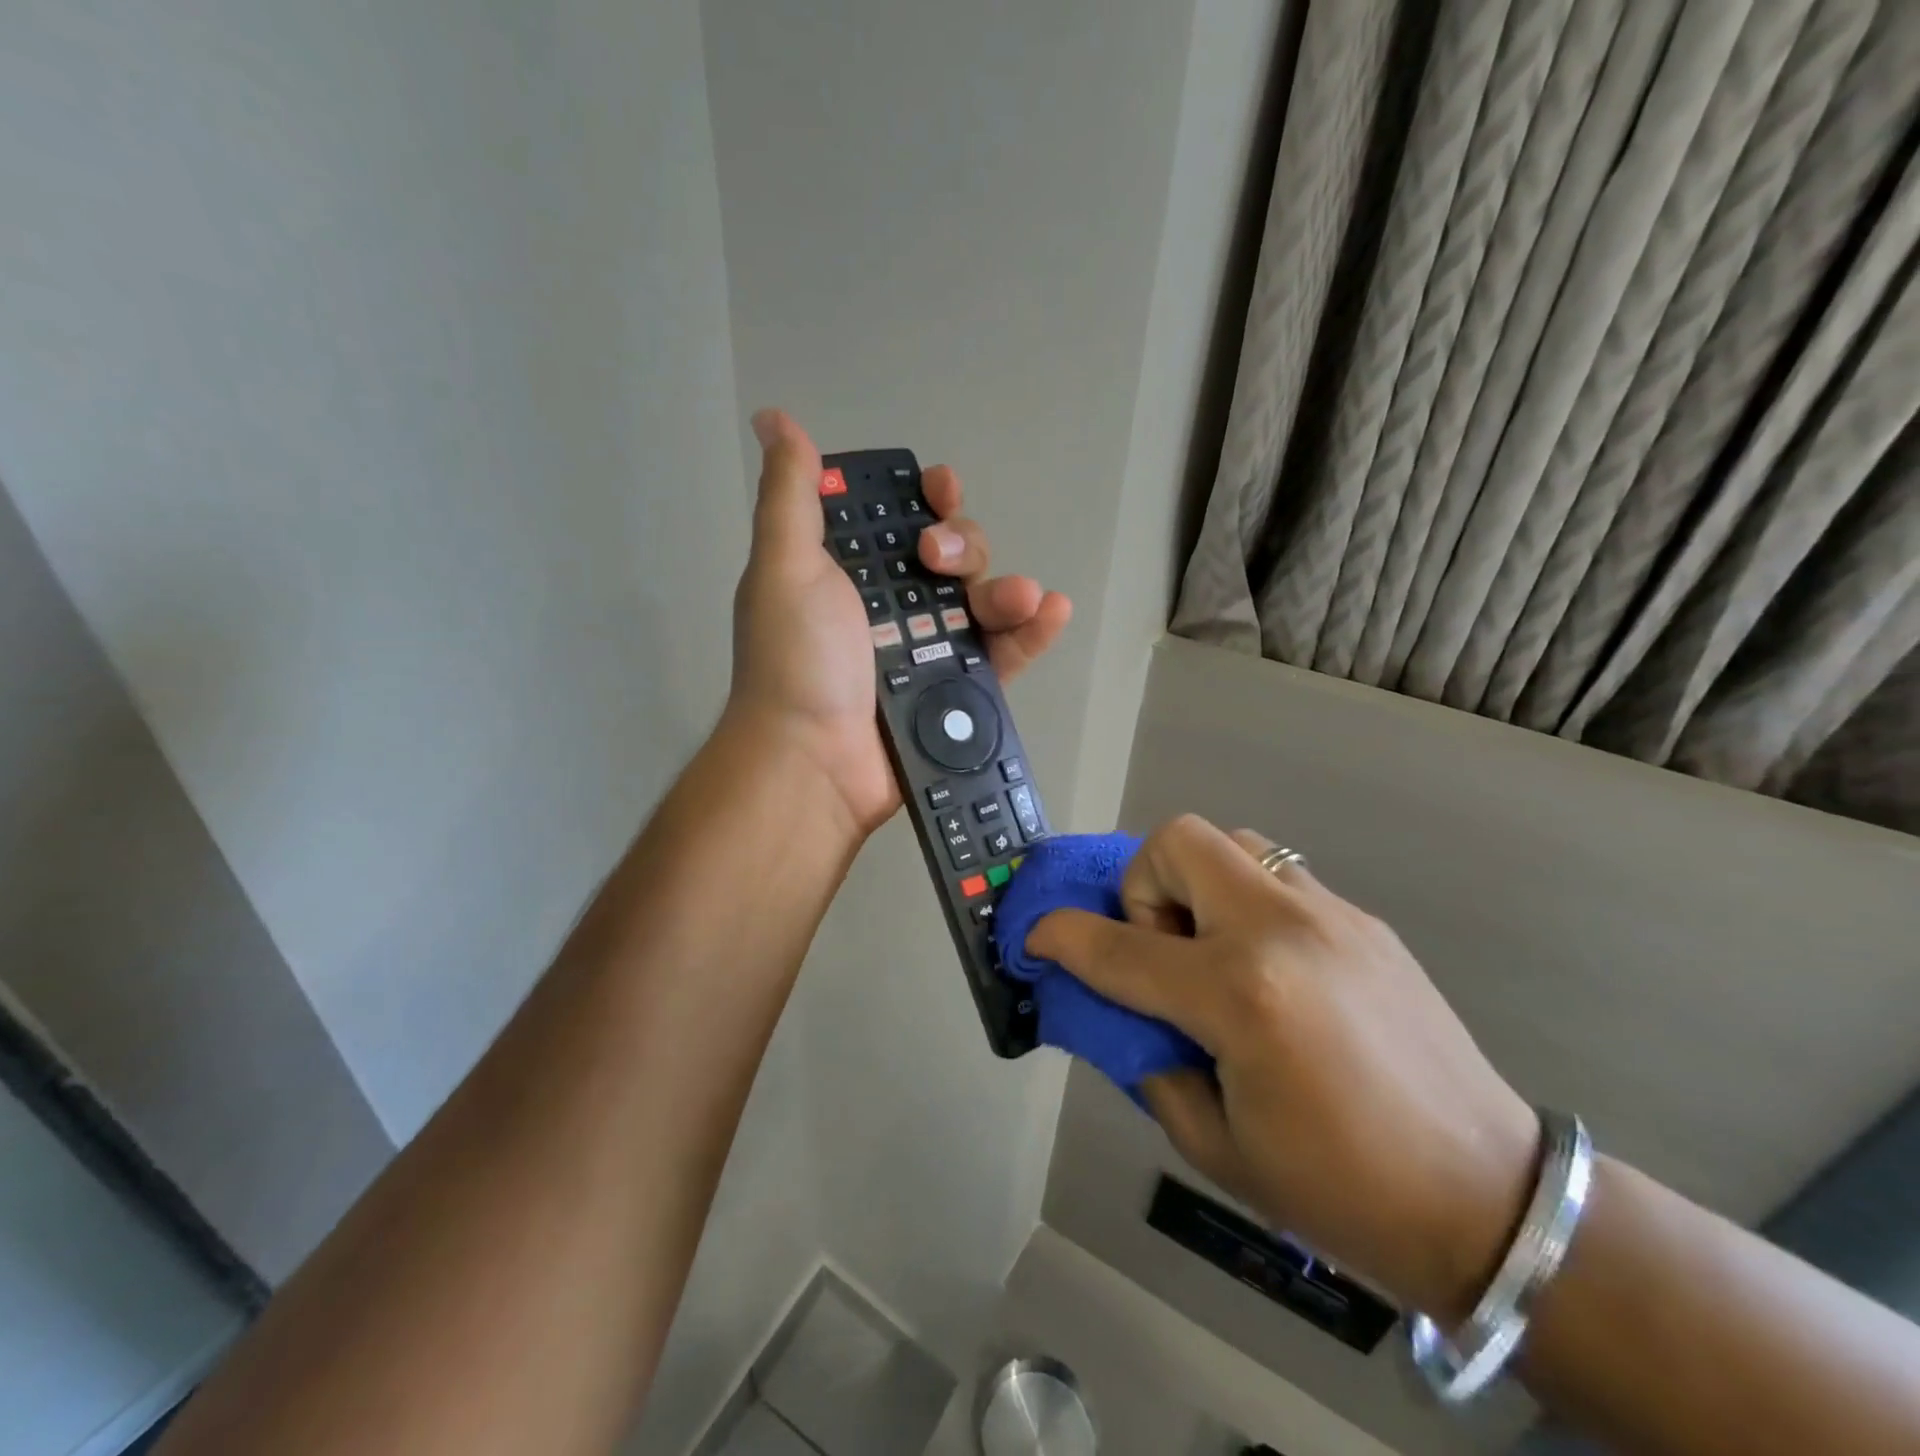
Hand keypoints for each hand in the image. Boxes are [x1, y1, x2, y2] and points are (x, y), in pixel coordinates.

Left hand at [726, 409, 1071, 837]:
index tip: (937, 489)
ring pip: (984, 603)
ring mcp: (929, 652)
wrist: (812, 762)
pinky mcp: (959, 694)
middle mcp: (893, 608)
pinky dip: (1031, 633)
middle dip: (961, 545)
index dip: (925, 500)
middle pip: (952, 557)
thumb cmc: (796, 660)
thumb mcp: (784, 567)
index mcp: (852, 574)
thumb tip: (775, 419)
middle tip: (939, 562)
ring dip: (1005, 588)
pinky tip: (1051, 610)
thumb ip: (791, 495)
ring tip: (1019, 597)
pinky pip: (1004, 655)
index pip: (900, 521)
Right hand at [1027, 815, 1538, 1323]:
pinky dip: (1245, 904)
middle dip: (1143, 886)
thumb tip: (1121, 1011)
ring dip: (1197, 885)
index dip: (1063, 937)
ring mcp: (1330, 915)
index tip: (1036, 936)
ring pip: (1233, 843)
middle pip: (1180, 841)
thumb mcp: (1215, 1144)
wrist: (1490, 1199)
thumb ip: (1149, 1061)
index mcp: (1240, 996)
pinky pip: (1278, 876)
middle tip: (1160, 950)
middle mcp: (1281, 931)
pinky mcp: (1362, 920)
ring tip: (1211, 953)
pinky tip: (1268, 970)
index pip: (1120, 949)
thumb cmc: (1340, 1191)